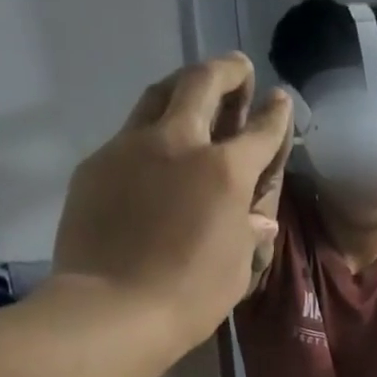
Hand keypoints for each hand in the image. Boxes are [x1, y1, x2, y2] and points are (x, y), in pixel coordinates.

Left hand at [52, 52, 291, 343]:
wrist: (113, 308)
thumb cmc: (191, 296)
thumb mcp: (237, 268)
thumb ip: (248, 233)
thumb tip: (257, 219)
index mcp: (226, 171)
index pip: (260, 131)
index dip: (275, 114)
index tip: (280, 99)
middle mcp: (180, 144)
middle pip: (202, 85)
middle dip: (226, 71)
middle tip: (238, 69)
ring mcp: (131, 148)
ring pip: (158, 96)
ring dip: (182, 87)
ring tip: (193, 90)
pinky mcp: (97, 164)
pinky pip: (129, 134)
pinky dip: (150, 132)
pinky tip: (154, 152)